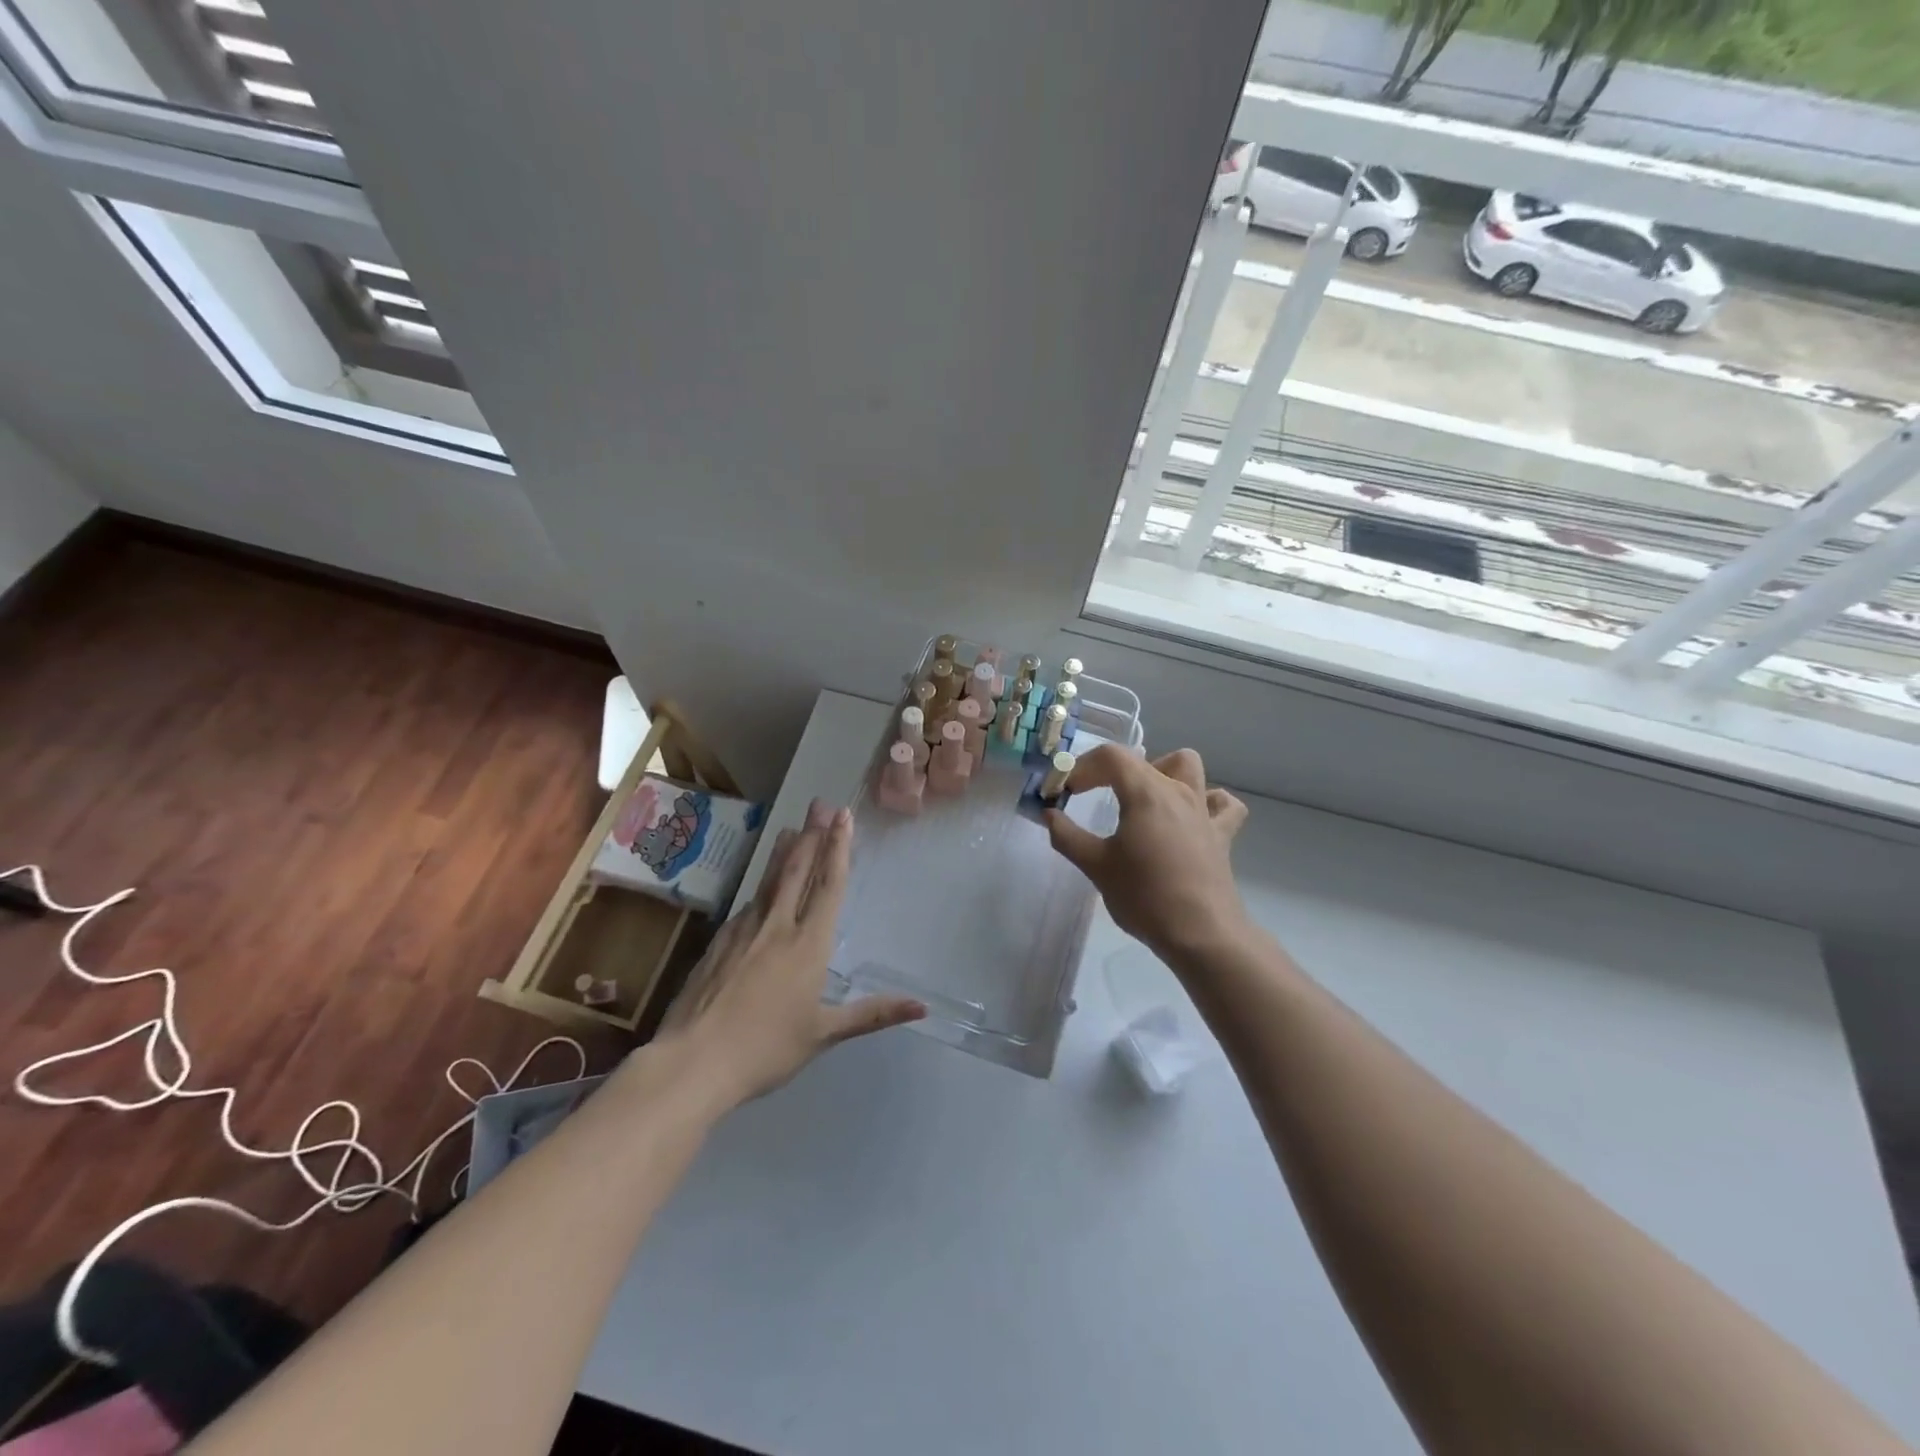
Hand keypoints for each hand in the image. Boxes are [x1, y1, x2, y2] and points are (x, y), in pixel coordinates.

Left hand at [656, 799, 925, 1107]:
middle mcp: (777, 926)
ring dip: (784, 852)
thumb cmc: (766, 1049)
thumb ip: (872, 1015)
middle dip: (813, 836)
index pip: (828, 886)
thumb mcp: (824, 1034)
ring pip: (769, 881)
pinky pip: (749, 903)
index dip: (838, 849)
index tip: (844, 817)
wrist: (694, 1060)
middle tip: (820, 805)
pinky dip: (761, 885)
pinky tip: (761, 887)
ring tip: (792, 828)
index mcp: (808, 944)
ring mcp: (744, 930)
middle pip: (798, 870)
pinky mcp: (719, 942)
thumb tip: (922, 1007)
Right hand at [1046, 746, 1250, 963]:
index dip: (1081, 766)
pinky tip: (1191, 816)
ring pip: (1188, 766)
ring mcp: (1204, 811)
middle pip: (1141, 759)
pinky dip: (1207, 801)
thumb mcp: (1095, 866)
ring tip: (1142, 796)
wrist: (1201, 934)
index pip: (1110, 757)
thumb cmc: (1144, 896)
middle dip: (1108, 770)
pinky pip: (1222, 804)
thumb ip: (1067, 835)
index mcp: (1145, 792)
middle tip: (1090, 794)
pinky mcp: (1222, 835)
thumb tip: (1049, 815)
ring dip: (1162, 771)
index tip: (1063, 791)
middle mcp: (1177, 791)